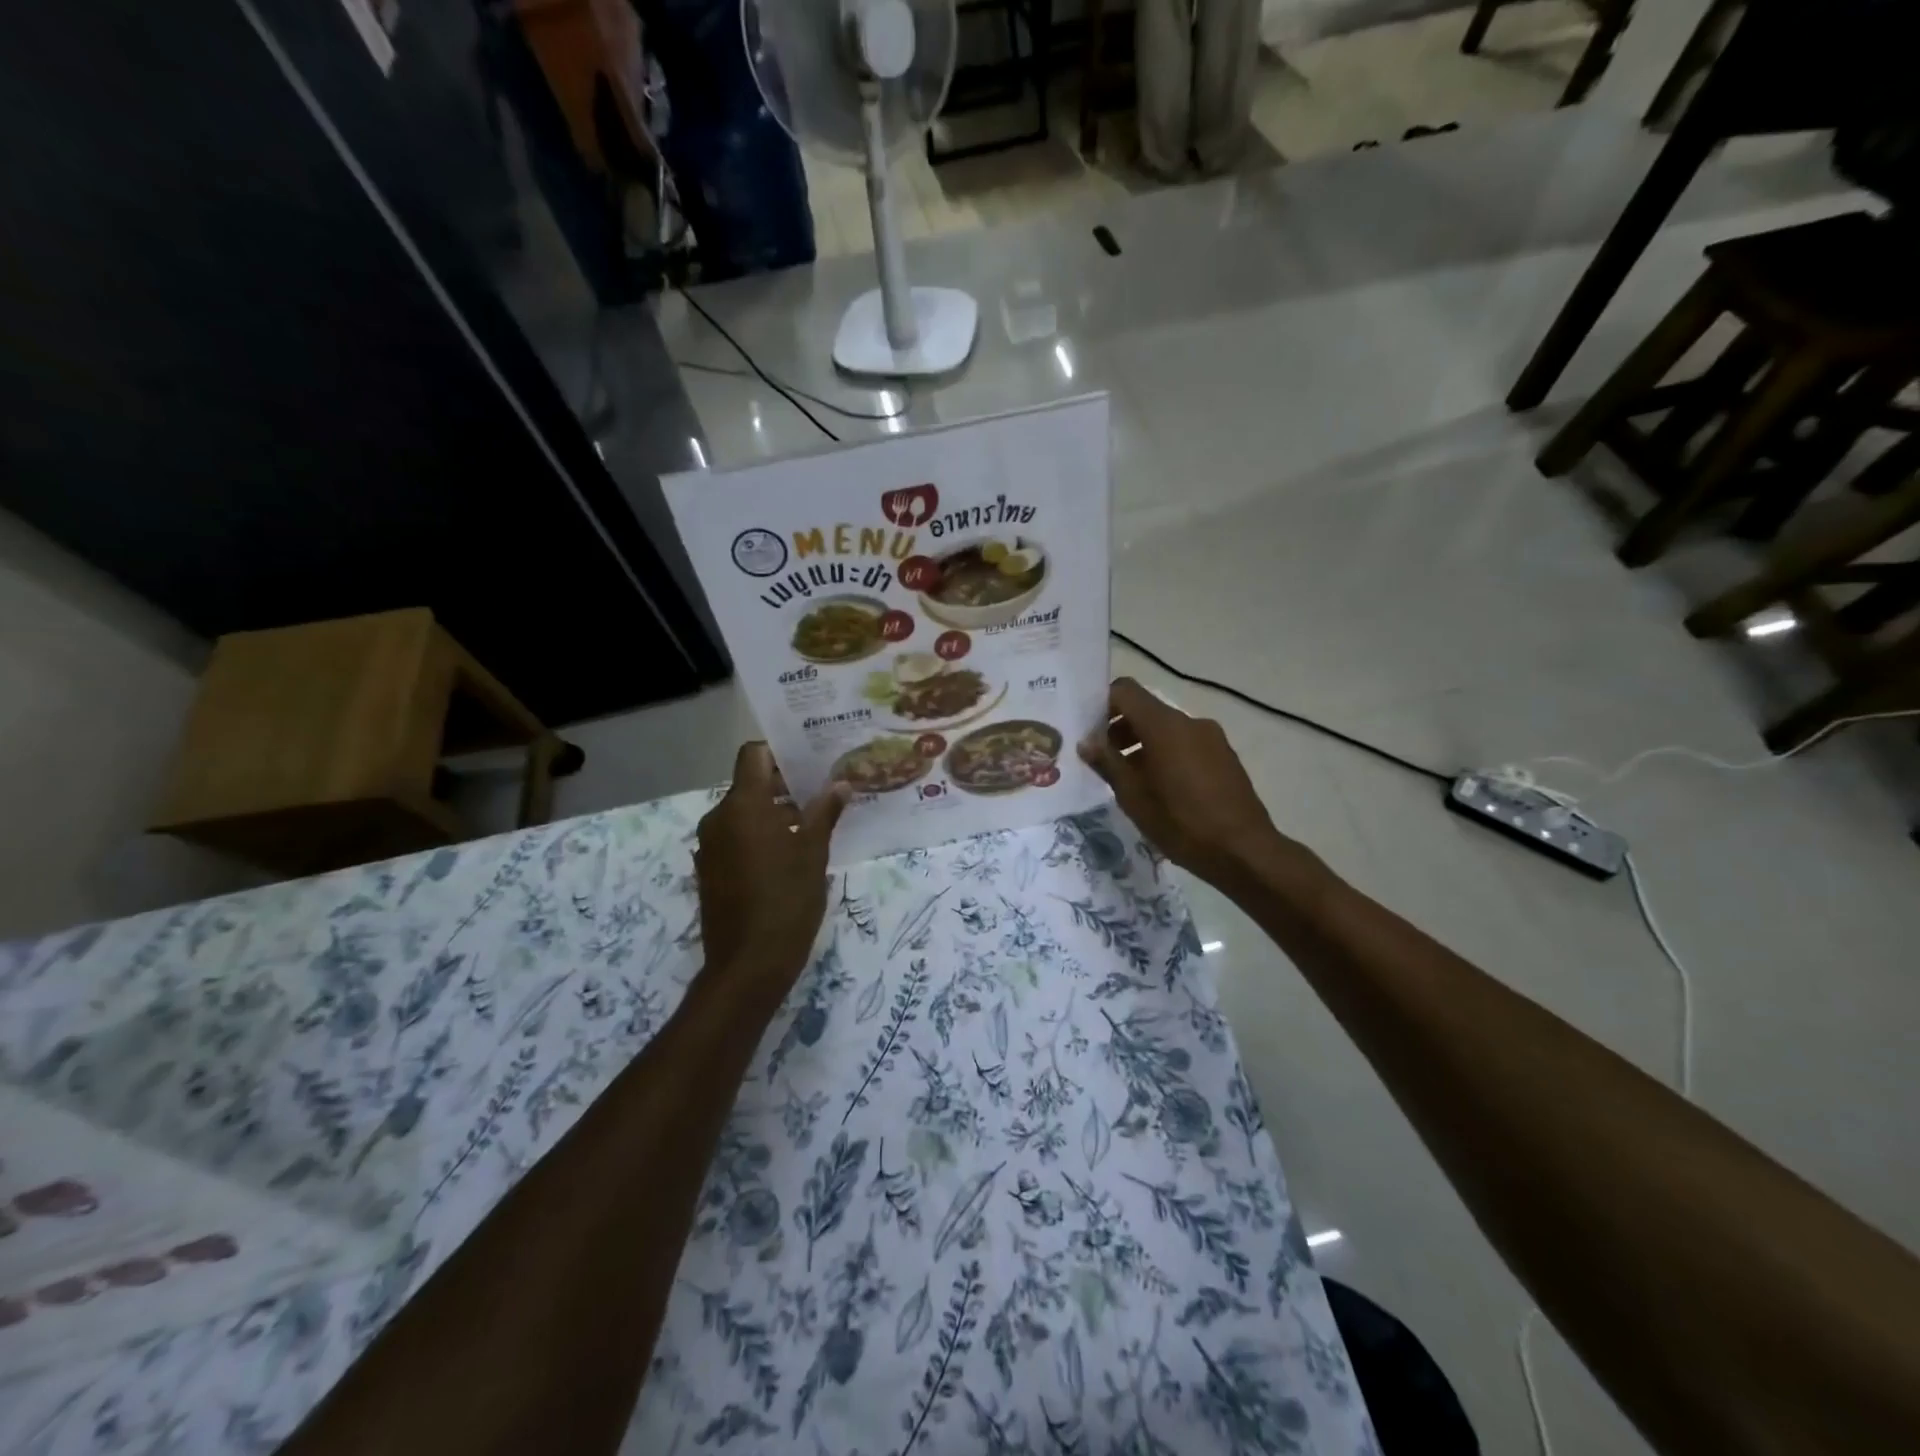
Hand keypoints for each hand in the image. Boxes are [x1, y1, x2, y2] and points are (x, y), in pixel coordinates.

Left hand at [695, 744, 849, 1005]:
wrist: (748, 965)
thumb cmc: (787, 901)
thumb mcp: (813, 853)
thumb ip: (824, 813)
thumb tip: (840, 784)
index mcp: (742, 806)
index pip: (752, 755)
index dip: (779, 752)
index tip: (808, 762)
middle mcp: (718, 818)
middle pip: (749, 784)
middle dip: (783, 786)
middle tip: (821, 793)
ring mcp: (710, 846)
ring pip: (743, 813)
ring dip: (773, 813)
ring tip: (810, 826)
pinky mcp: (710, 870)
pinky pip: (735, 837)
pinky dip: (758, 836)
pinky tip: (788, 855)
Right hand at [1078, 678, 1289, 886]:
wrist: (1244, 851)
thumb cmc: (1181, 822)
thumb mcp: (1133, 796)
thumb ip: (1107, 762)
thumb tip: (1086, 741)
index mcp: (1164, 725)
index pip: (1125, 691)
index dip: (1102, 704)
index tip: (1088, 730)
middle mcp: (1189, 722)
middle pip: (1146, 710)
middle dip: (1120, 728)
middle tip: (1102, 760)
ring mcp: (1211, 738)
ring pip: (1166, 729)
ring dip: (1142, 744)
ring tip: (1130, 779)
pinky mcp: (1224, 756)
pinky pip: (1186, 744)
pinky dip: (1166, 754)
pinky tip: (1161, 789)